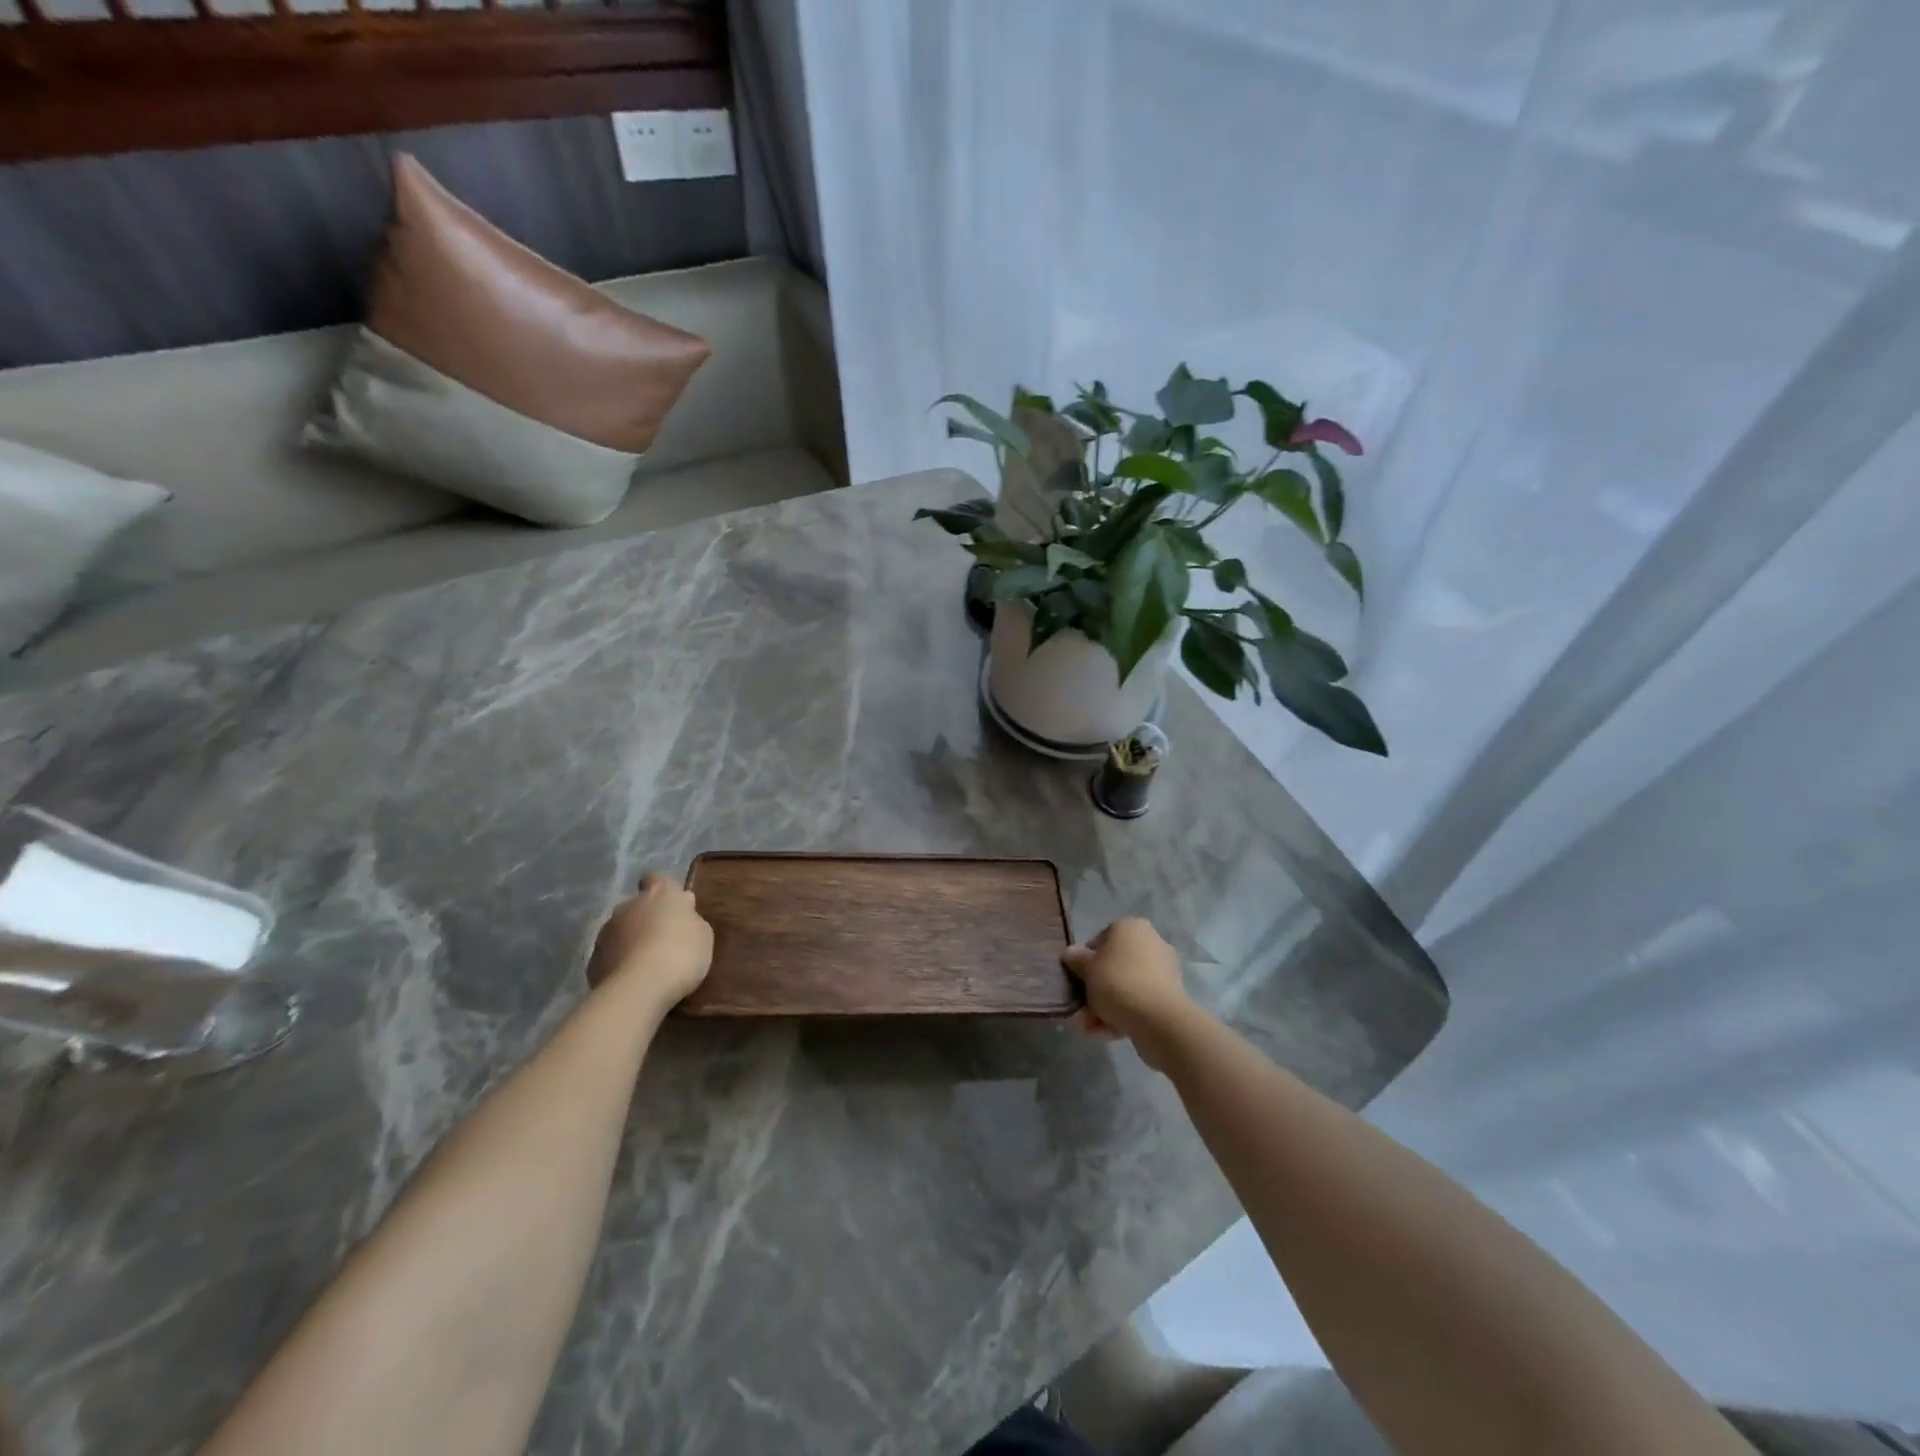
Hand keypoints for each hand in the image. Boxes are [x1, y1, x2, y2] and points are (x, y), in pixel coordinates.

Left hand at [587, 874, 712, 1009]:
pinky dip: (619, 961)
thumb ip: (691, 919)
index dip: (665, 891)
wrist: (639, 988)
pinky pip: (610, 954)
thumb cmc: (681, 953)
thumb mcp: (703, 935)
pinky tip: (632, 979)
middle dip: (647, 918)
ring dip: (631, 940)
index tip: (673, 906)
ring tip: (647, 963)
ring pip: (621, 930)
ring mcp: (607, 932)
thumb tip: (683, 911)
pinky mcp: (593, 959)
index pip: (657, 879)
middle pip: (638, 906)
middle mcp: (629, 905)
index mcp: (660, 893)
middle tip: (664, 939)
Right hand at [1063, 918, 1192, 1069]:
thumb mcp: (1087, 968)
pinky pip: (1138, 1002)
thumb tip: (1070, 953)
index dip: (1085, 961)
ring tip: (1088, 1027)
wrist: (1158, 1020)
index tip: (1077, 979)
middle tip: (1081, 1008)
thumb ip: (1076, 959)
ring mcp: (1162, 971)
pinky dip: (1122, 1015)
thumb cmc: (1118, 982)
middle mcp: (1150, 943)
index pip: (1100, 940)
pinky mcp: (1169, 997)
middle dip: (1095, 989)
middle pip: (1113, 966)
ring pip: (1125, 987)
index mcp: (1131, 927)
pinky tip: (1105, 1033)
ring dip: (1104, 1006)